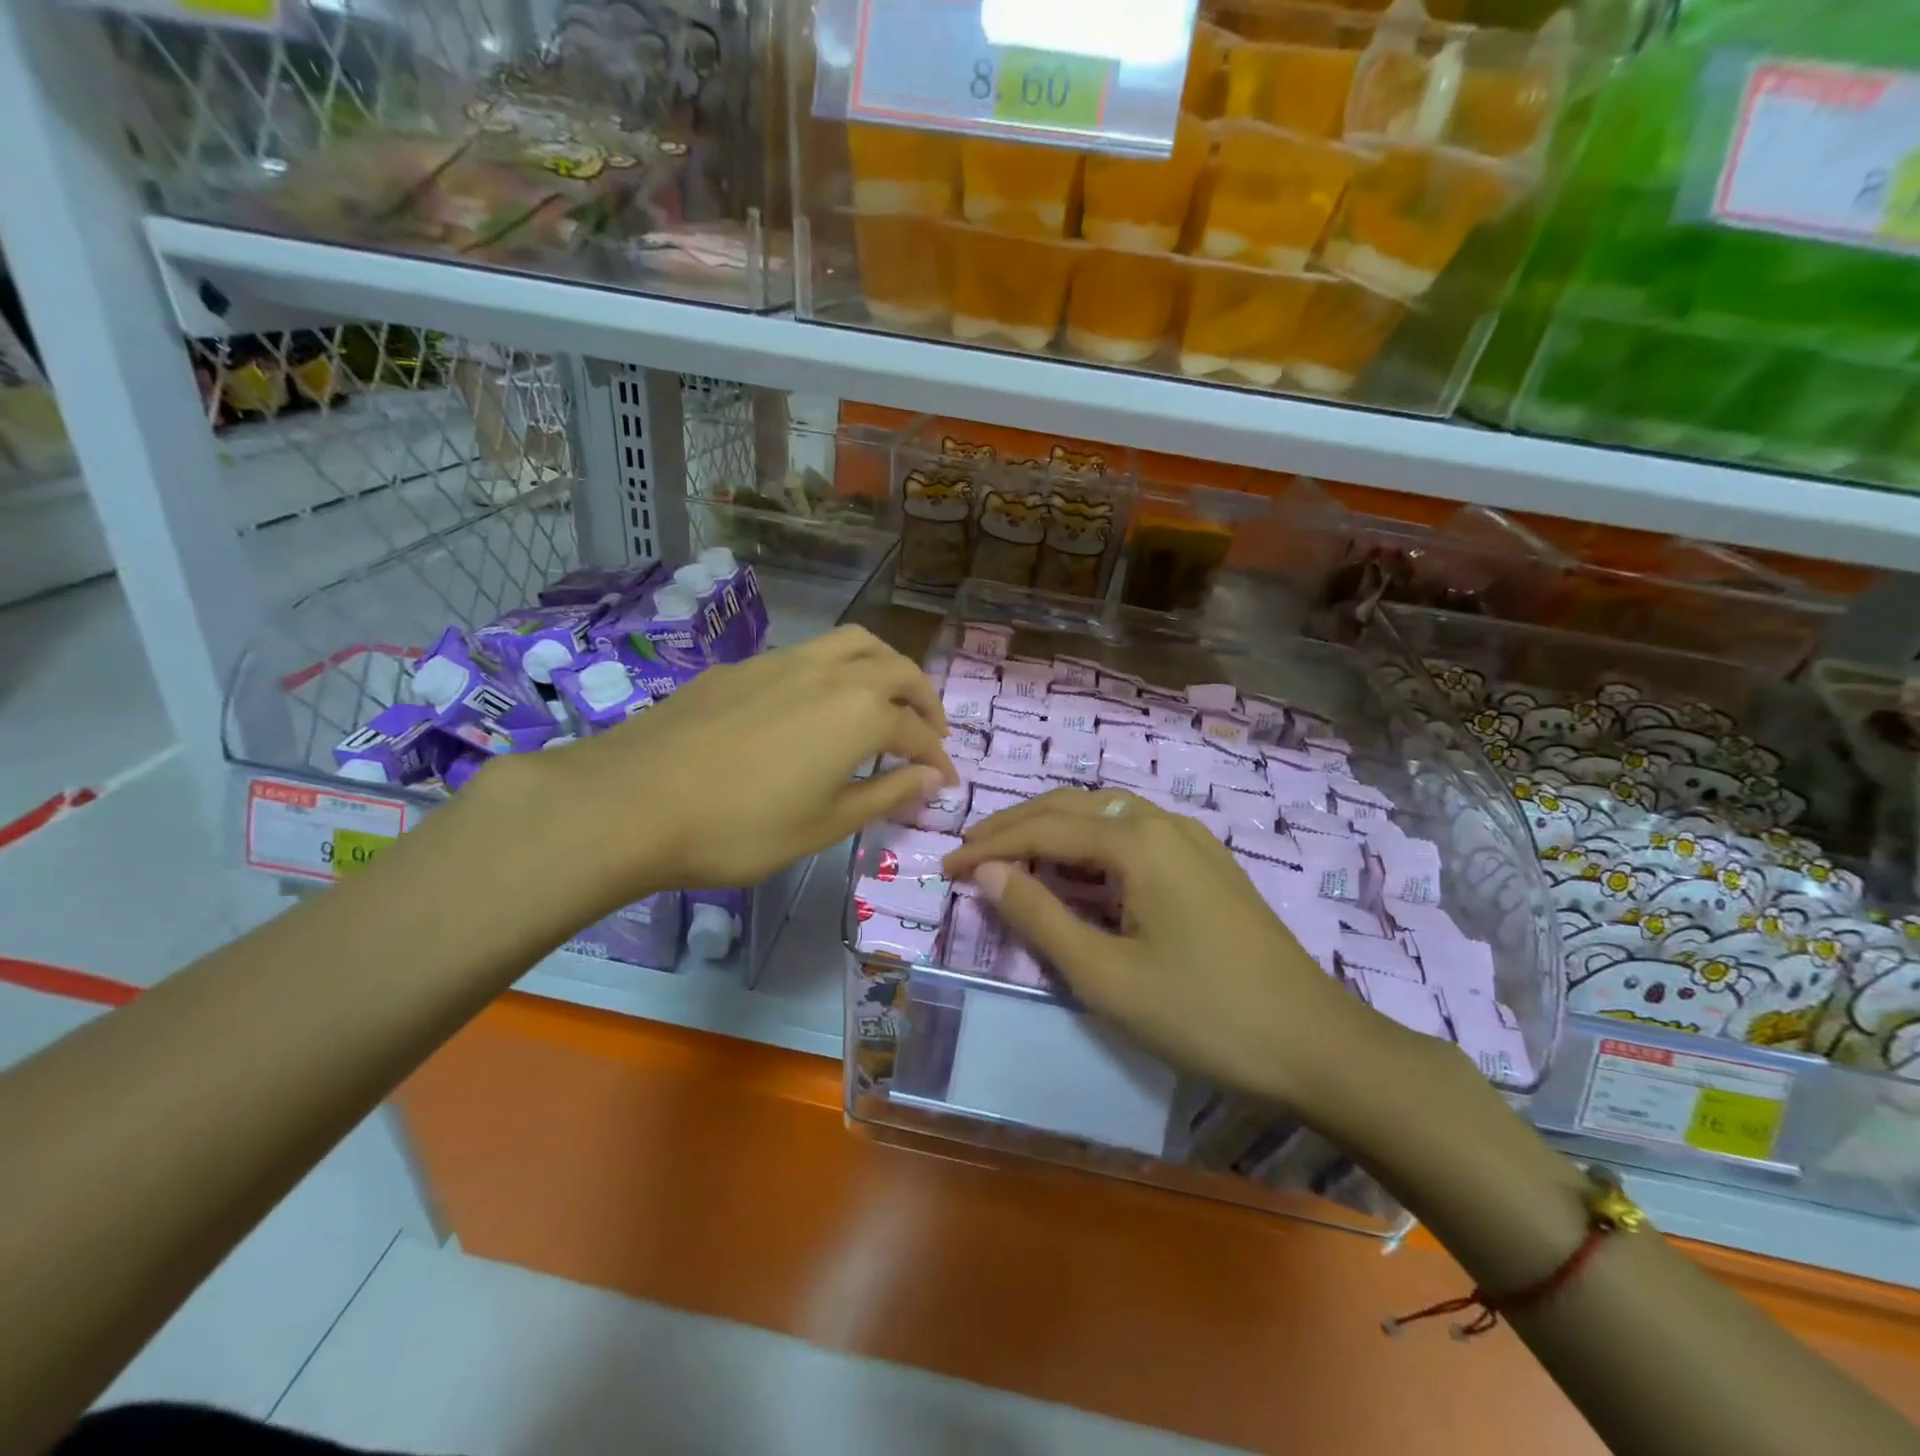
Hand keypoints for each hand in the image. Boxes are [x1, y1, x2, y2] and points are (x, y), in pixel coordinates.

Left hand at [547, 625, 954, 896]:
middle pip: (896, 668)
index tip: (946, 781)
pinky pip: (808, 653)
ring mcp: (783, 661)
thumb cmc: (741, 827)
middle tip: (929, 729)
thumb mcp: (825, 824)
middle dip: (923, 697)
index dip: (938, 757)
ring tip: (883, 698)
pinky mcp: (743, 666)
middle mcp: (831, 673)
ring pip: (852, 644)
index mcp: (861, 713)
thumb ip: (886, 794)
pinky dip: (834, 670)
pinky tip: (813, 705)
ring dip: (882, 667)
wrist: (633, 800)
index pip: (918, 730)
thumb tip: (932, 777)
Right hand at [942, 787, 1412, 1115]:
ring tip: (1012, 856)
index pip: (1043, 828)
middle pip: (1072, 806)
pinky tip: (1078, 870)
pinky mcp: (1207, 862)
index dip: (989, 846)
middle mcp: (1163, 822)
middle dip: (1015, 826)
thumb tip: (987, 872)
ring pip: (1104, 814)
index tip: (945, 868)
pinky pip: (1132, 833)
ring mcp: (1191, 838)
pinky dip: (1090, 843)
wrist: (1316, 1045)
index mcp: (1136, 840)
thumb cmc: (1203, 1015)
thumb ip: (1040, 917)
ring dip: (1053, 829)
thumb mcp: (1106, 975)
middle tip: (970, 854)